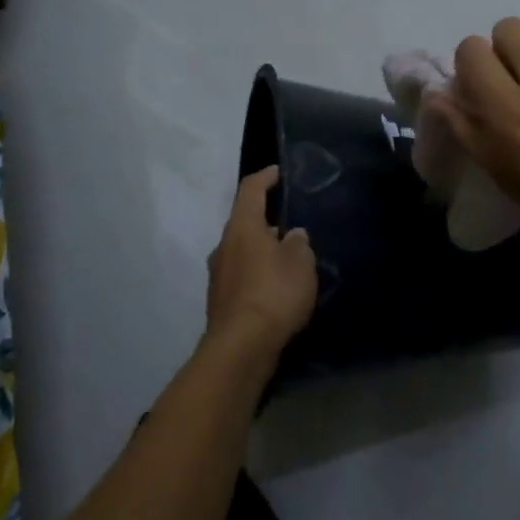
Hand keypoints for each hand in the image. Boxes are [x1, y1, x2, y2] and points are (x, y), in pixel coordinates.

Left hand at [204, 166, 317, 356]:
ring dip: (263, 250)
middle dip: (267, 220)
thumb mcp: (300, 263)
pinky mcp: (220, 300)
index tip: (278, 172)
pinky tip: (277, 288)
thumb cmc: (273, 294)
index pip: (250, 190)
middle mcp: (224, 245)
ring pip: (243, 251)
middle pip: (245, 222)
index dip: (265, 177)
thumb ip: (299, 244)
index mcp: (242, 228)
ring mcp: (218, 274)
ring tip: (289, 260)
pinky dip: (258, 274)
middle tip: (293, 225)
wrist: (241, 348)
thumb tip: (293, 235)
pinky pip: (242, 275)